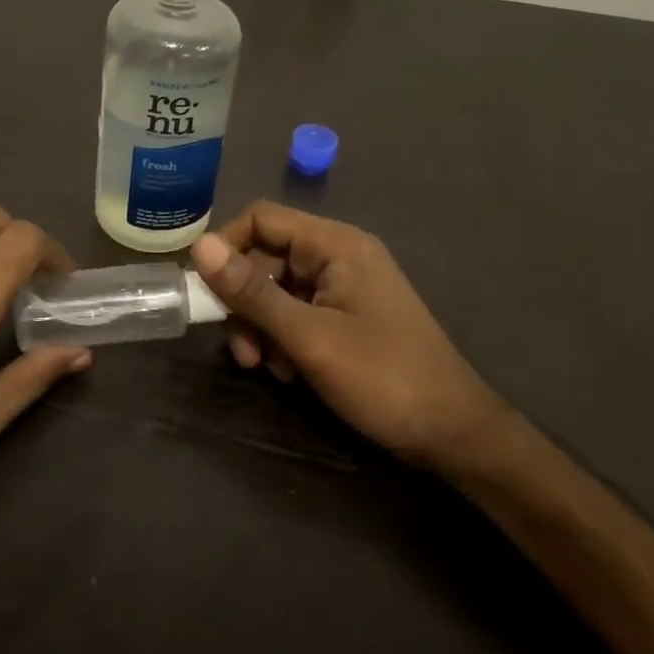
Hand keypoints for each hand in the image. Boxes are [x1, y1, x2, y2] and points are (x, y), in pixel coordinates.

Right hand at [191, 202, 505, 470]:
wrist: (453, 435)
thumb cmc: (383, 378)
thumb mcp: (308, 337)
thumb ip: (252, 292)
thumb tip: (199, 246)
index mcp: (335, 244)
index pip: (261, 219)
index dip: (226, 247)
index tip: (203, 290)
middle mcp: (338, 256)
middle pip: (266, 257)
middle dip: (245, 301)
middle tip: (241, 350)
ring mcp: (344, 287)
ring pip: (277, 290)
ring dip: (261, 326)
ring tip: (266, 367)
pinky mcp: (346, 316)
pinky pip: (297, 312)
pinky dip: (284, 338)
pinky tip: (290, 373)